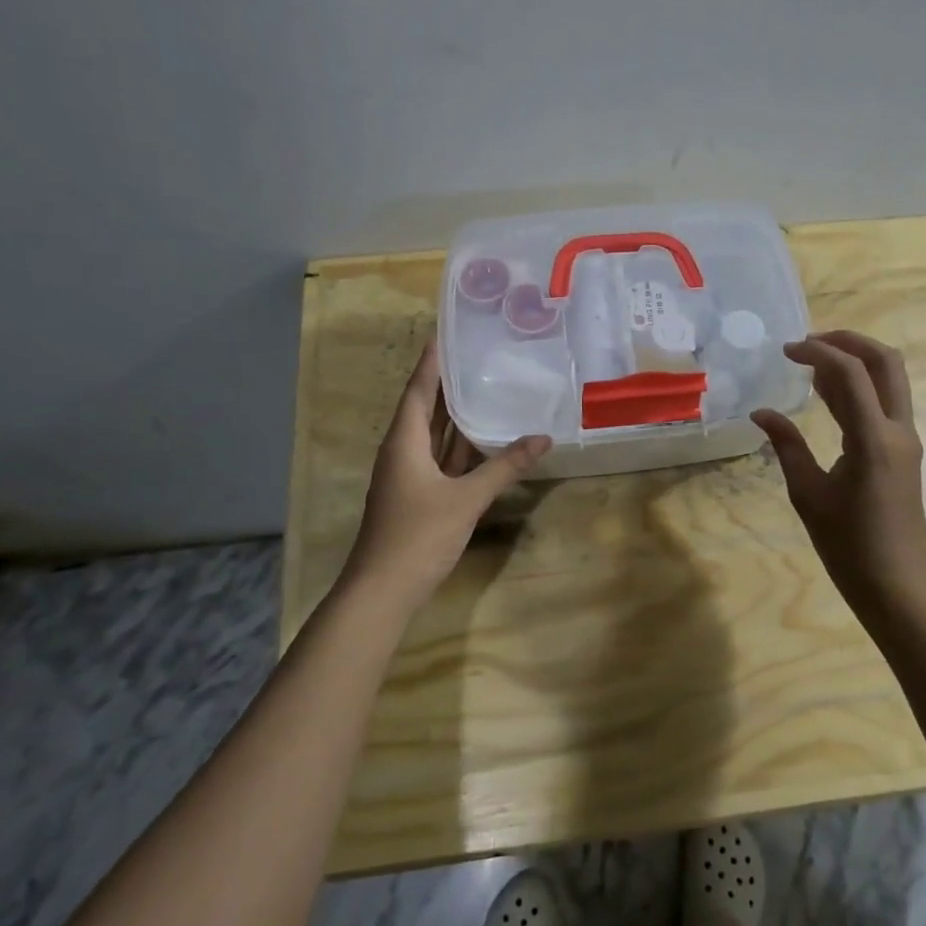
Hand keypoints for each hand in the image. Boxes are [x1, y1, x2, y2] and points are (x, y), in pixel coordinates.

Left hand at [343, 342, 551, 607]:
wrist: (382, 591)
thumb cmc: (418, 536)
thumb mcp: (466, 499)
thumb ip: (504, 467)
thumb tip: (542, 438)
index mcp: (404, 442)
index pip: (419, 390)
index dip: (432, 362)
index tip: (446, 333)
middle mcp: (402, 452)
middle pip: (425, 408)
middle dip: (448, 383)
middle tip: (477, 355)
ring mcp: (408, 475)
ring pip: (434, 436)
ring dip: (456, 415)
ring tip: (485, 385)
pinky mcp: (418, 495)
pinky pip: (440, 459)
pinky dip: (460, 446)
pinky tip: (483, 438)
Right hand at [751, 330, 925, 617]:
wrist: (897, 584)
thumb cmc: (848, 545)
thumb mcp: (807, 494)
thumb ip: (786, 446)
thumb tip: (761, 413)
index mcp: (873, 440)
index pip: (851, 373)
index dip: (818, 352)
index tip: (786, 351)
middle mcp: (897, 430)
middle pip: (886, 361)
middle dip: (849, 341)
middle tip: (809, 342)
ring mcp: (905, 440)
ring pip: (890, 379)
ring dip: (855, 361)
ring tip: (811, 364)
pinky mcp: (902, 451)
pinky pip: (884, 402)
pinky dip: (859, 387)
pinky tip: (828, 394)